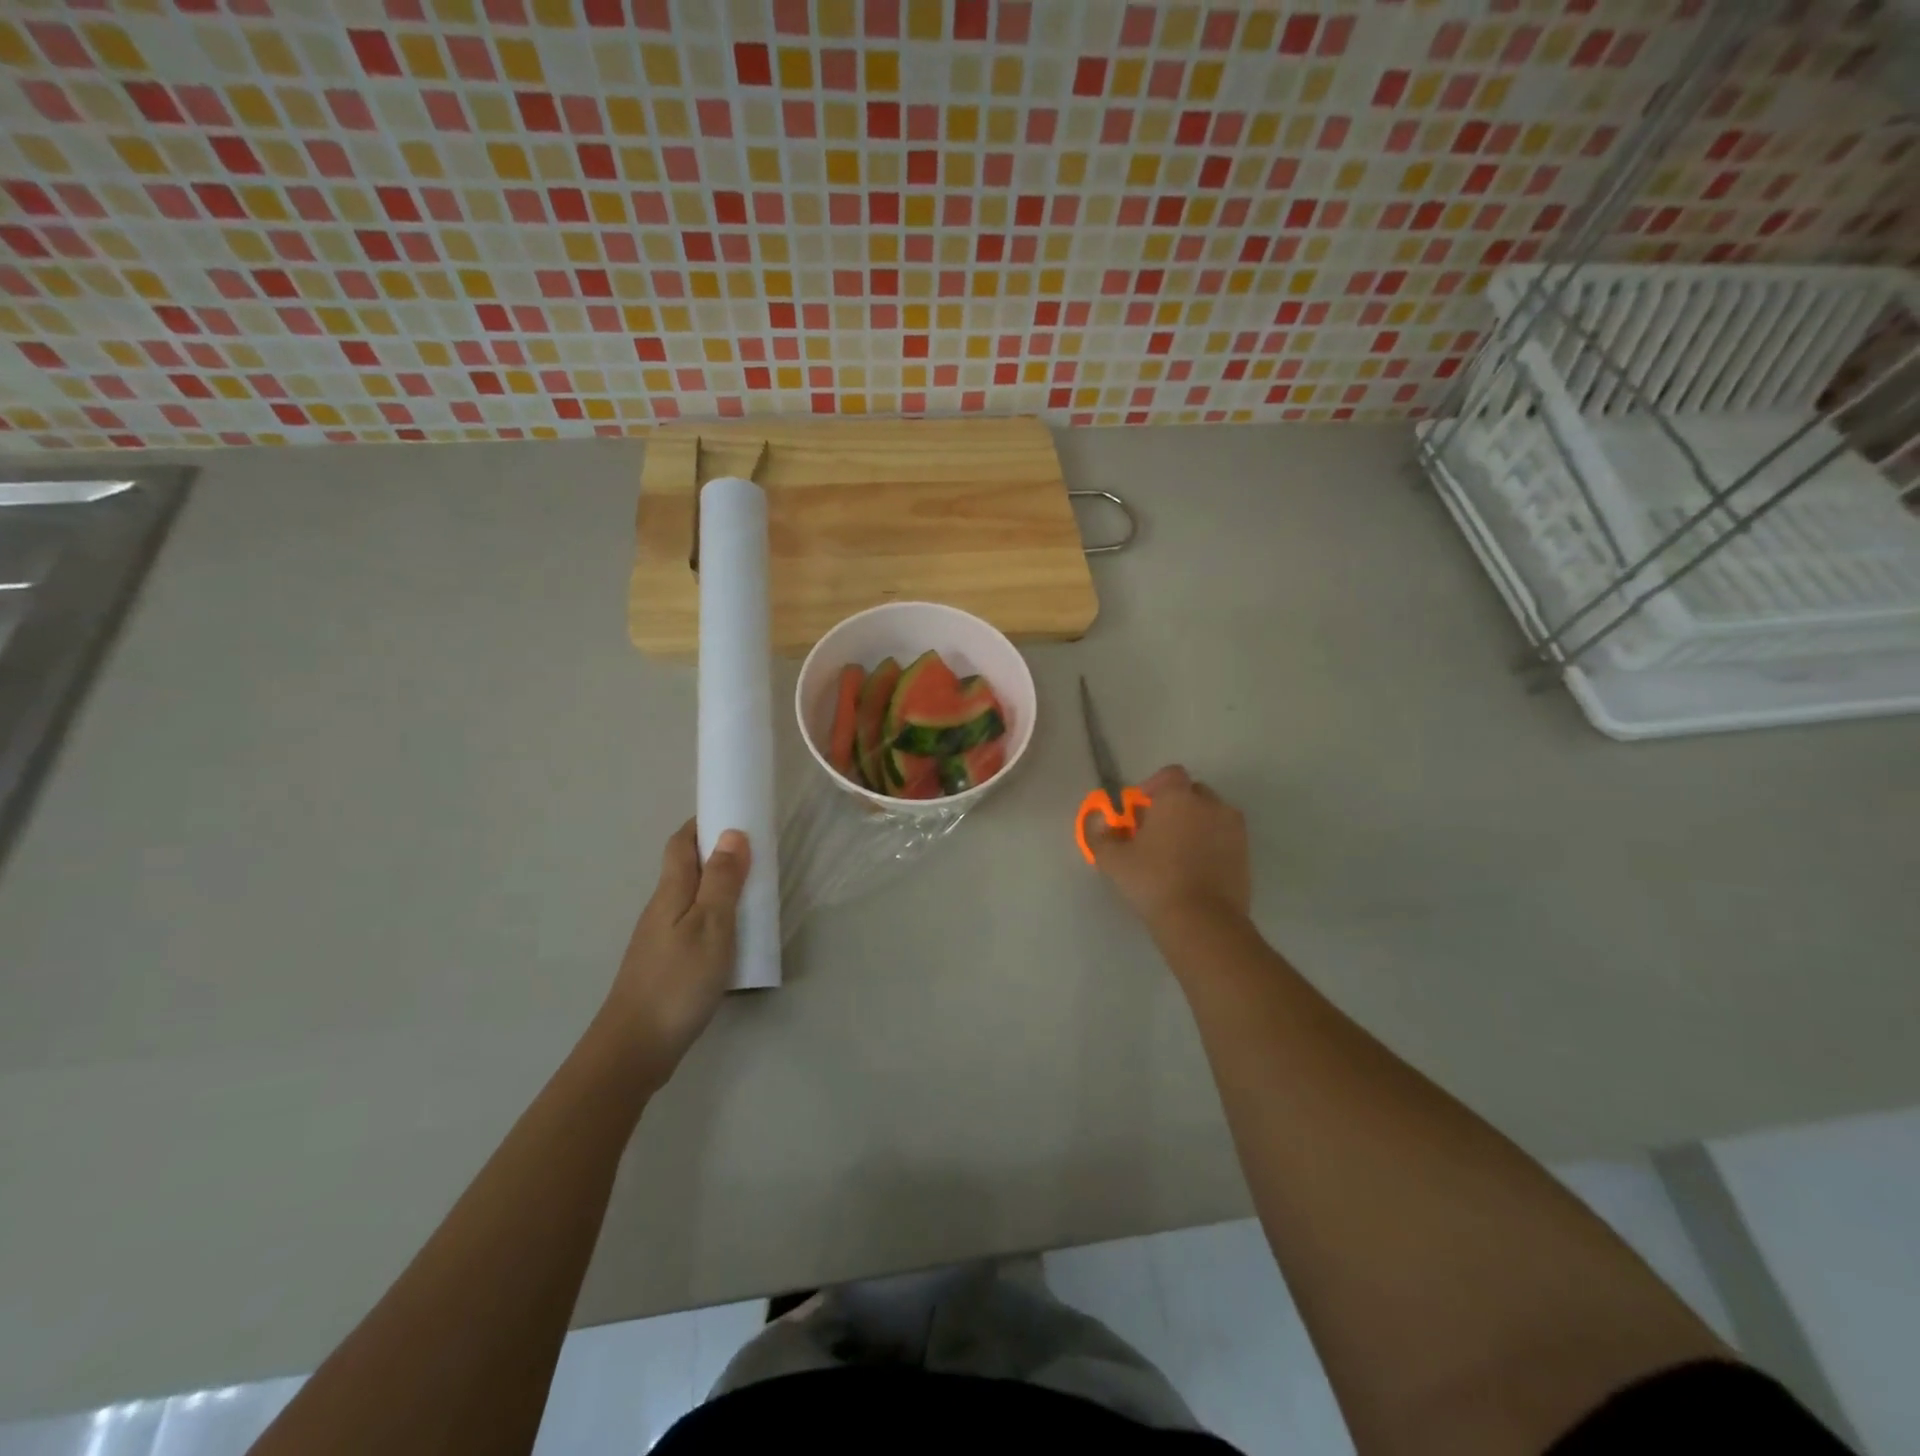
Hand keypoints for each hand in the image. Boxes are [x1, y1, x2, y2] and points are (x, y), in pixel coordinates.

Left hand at [591, 820, 748, 1091]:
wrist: (635, 1047)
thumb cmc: (678, 981)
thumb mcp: (711, 926)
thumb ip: (723, 881)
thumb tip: (732, 833)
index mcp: (671, 892)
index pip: (681, 843)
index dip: (703, 823)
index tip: (734, 813)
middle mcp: (661, 908)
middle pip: (685, 868)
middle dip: (717, 853)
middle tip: (756, 854)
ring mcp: (660, 937)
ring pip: (690, 897)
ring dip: (718, 886)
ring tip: (752, 892)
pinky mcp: (665, 963)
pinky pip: (692, 923)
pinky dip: (714, 915)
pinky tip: (732, 935)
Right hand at [1090, 765, 1249, 930]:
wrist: (1202, 921)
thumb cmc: (1153, 881)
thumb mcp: (1112, 859)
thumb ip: (1100, 833)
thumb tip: (1098, 819)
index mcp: (1177, 797)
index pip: (1169, 774)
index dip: (1153, 787)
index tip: (1140, 810)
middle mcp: (1210, 804)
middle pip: (1192, 793)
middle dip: (1174, 806)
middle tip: (1156, 832)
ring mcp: (1233, 828)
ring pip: (1211, 815)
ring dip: (1195, 824)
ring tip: (1177, 853)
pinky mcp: (1246, 853)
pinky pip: (1224, 837)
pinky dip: (1211, 844)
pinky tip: (1196, 869)